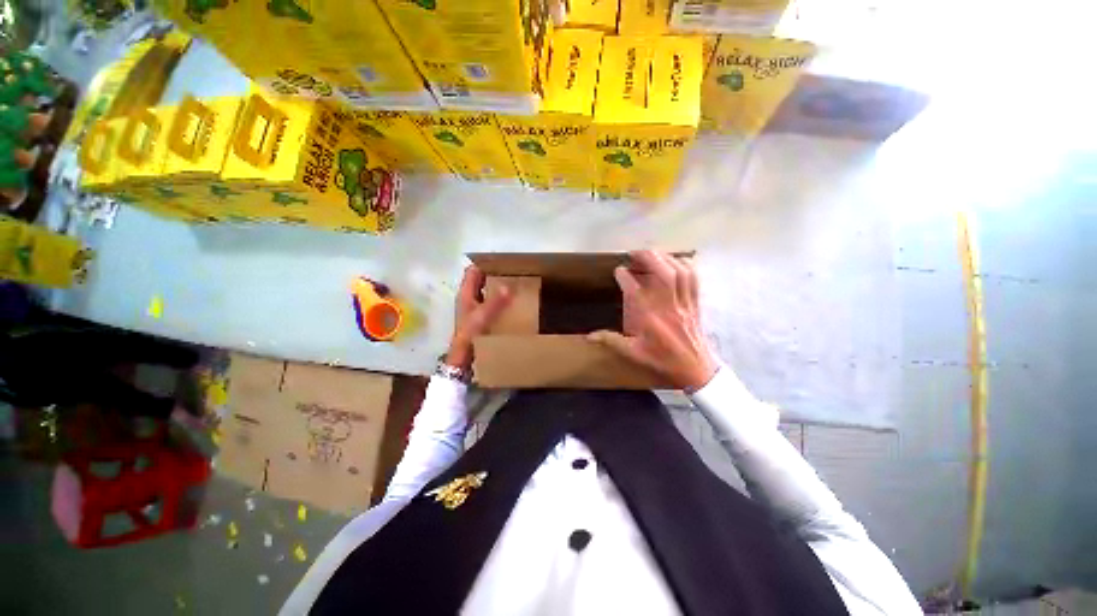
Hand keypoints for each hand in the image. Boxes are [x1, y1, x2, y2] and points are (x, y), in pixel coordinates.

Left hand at [446, 265, 512, 369]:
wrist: (463, 358)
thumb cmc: (469, 335)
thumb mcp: (482, 317)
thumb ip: (495, 302)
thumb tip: (509, 286)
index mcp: (465, 293)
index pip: (473, 271)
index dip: (485, 263)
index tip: (504, 261)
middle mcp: (468, 298)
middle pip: (481, 280)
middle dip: (495, 275)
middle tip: (514, 273)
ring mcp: (474, 308)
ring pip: (486, 292)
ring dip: (498, 289)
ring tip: (516, 286)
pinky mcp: (480, 318)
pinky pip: (491, 304)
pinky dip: (499, 301)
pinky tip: (511, 304)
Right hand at [589, 250, 717, 391]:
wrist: (696, 369)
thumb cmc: (662, 361)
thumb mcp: (633, 353)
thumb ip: (610, 341)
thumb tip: (588, 337)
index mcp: (650, 320)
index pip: (636, 292)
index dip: (626, 278)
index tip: (618, 270)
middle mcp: (669, 307)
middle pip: (663, 274)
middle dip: (649, 258)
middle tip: (634, 253)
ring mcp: (685, 303)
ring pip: (679, 273)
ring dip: (665, 258)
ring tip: (652, 254)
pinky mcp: (695, 303)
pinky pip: (693, 278)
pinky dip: (684, 265)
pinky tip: (674, 261)